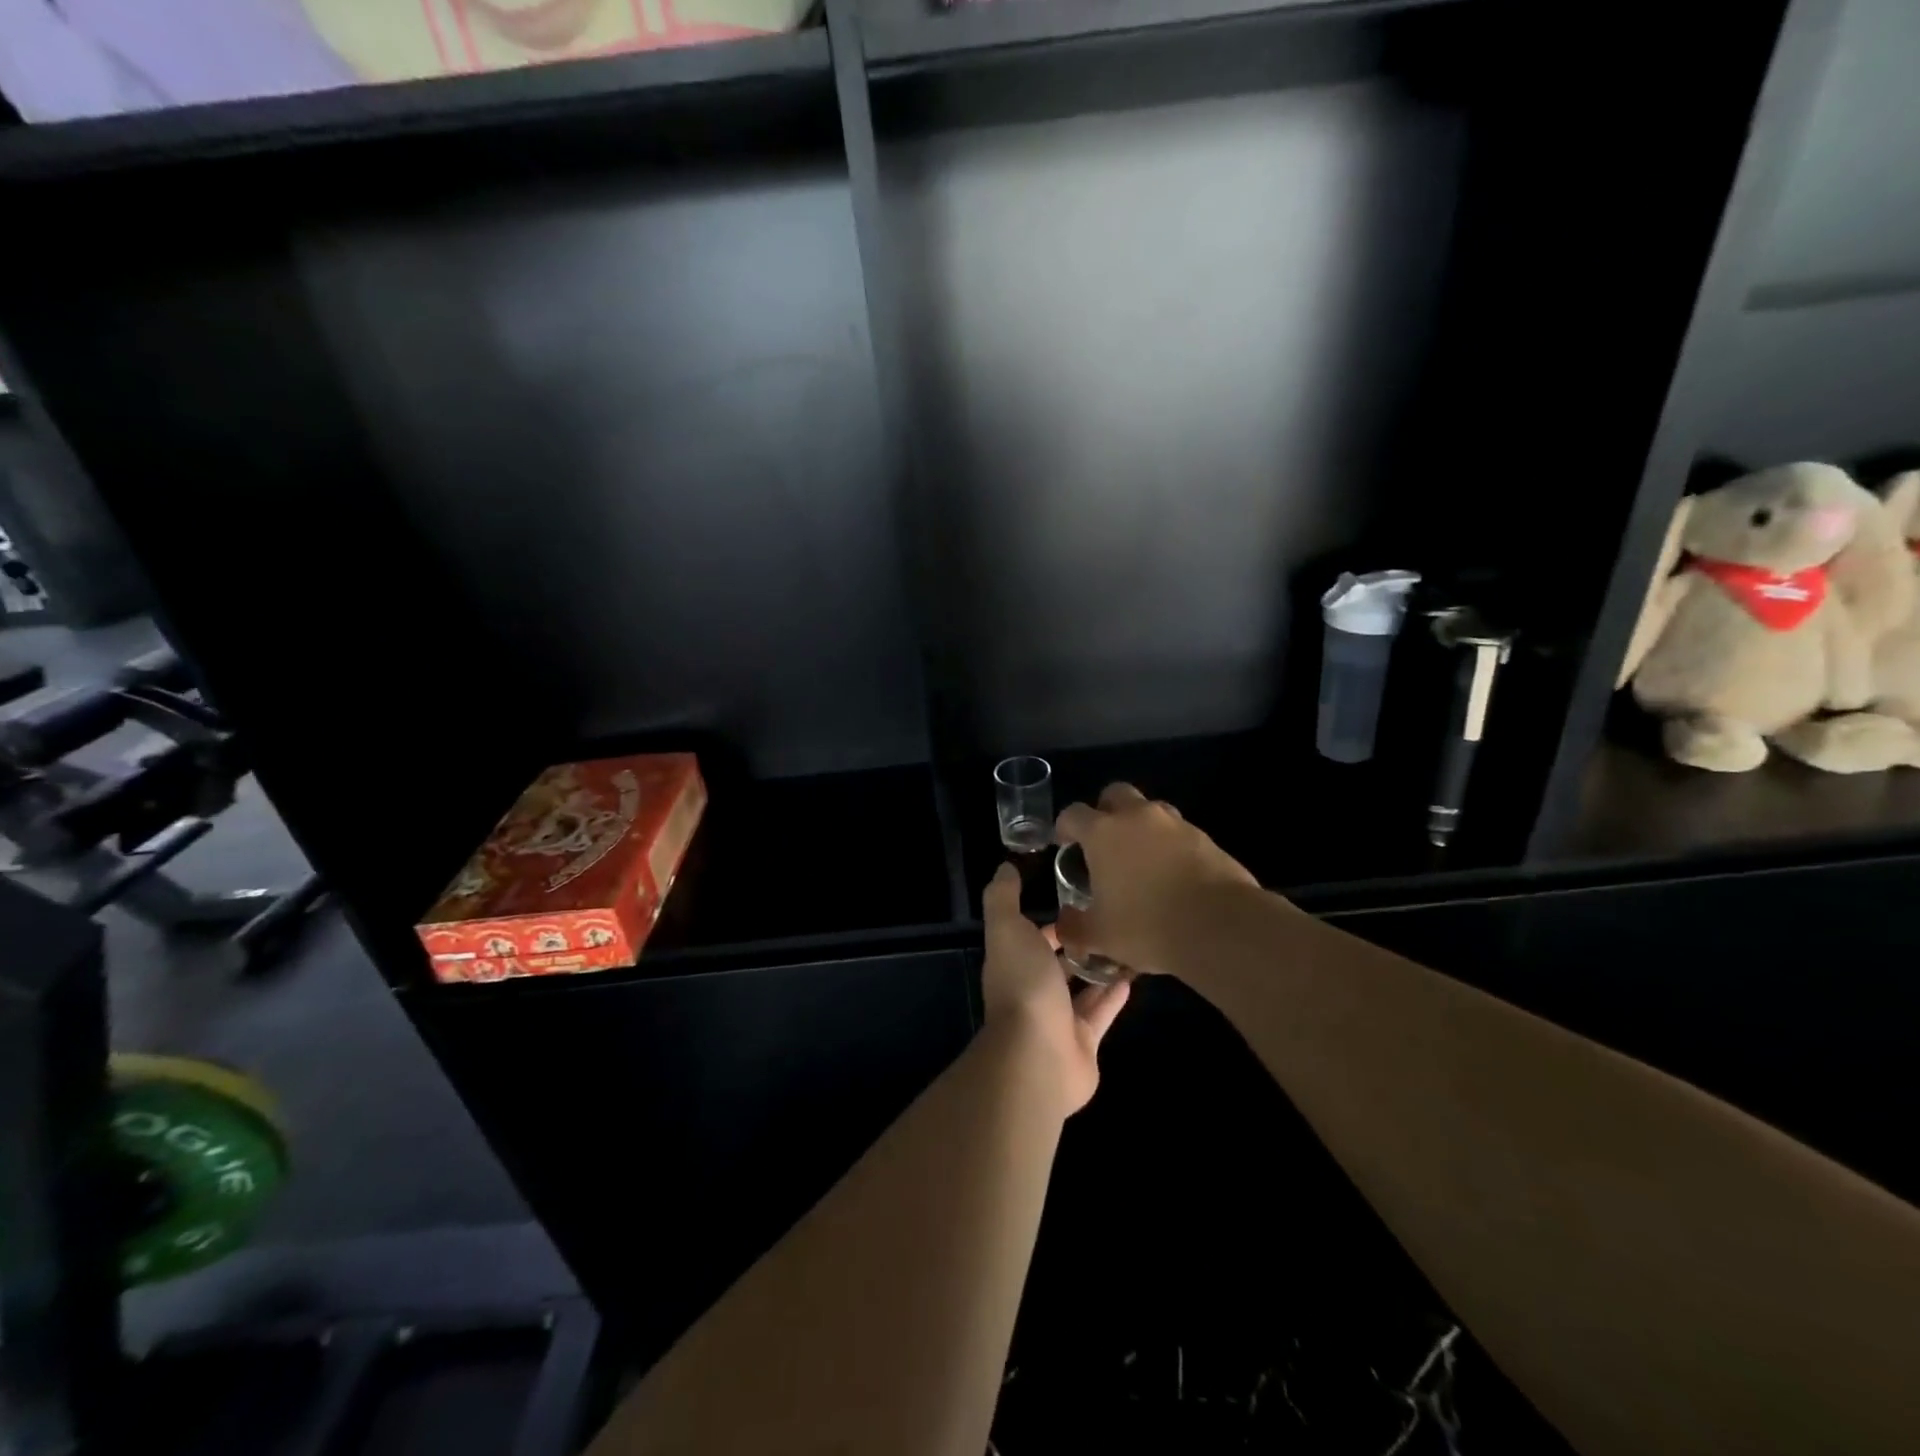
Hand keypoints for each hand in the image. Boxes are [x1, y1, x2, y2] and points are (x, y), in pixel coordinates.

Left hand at [981, 863, 1129, 1114]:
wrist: (1038, 1056)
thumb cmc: (1023, 985)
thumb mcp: (1007, 930)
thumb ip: (1003, 898)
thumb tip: (1005, 867)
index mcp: (1014, 962)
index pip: (1032, 935)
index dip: (1052, 919)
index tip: (1079, 899)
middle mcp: (1034, 989)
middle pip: (1058, 963)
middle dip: (1080, 943)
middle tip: (1112, 919)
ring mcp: (1059, 1018)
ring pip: (1082, 988)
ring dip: (1101, 968)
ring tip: (1130, 943)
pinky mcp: (1084, 1042)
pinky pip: (1102, 1012)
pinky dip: (1114, 996)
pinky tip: (1134, 976)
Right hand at [1053, 783, 1260, 975]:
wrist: (1221, 926)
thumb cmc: (1148, 926)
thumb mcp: (1100, 936)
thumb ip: (1075, 927)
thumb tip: (1065, 926)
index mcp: (1103, 832)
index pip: (1073, 814)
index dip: (1065, 827)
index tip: (1065, 845)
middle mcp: (1137, 817)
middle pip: (1115, 794)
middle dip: (1105, 810)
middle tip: (1104, 841)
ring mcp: (1175, 824)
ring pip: (1151, 809)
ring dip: (1141, 825)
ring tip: (1141, 858)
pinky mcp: (1205, 838)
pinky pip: (1179, 832)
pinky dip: (1170, 846)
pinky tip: (1172, 875)